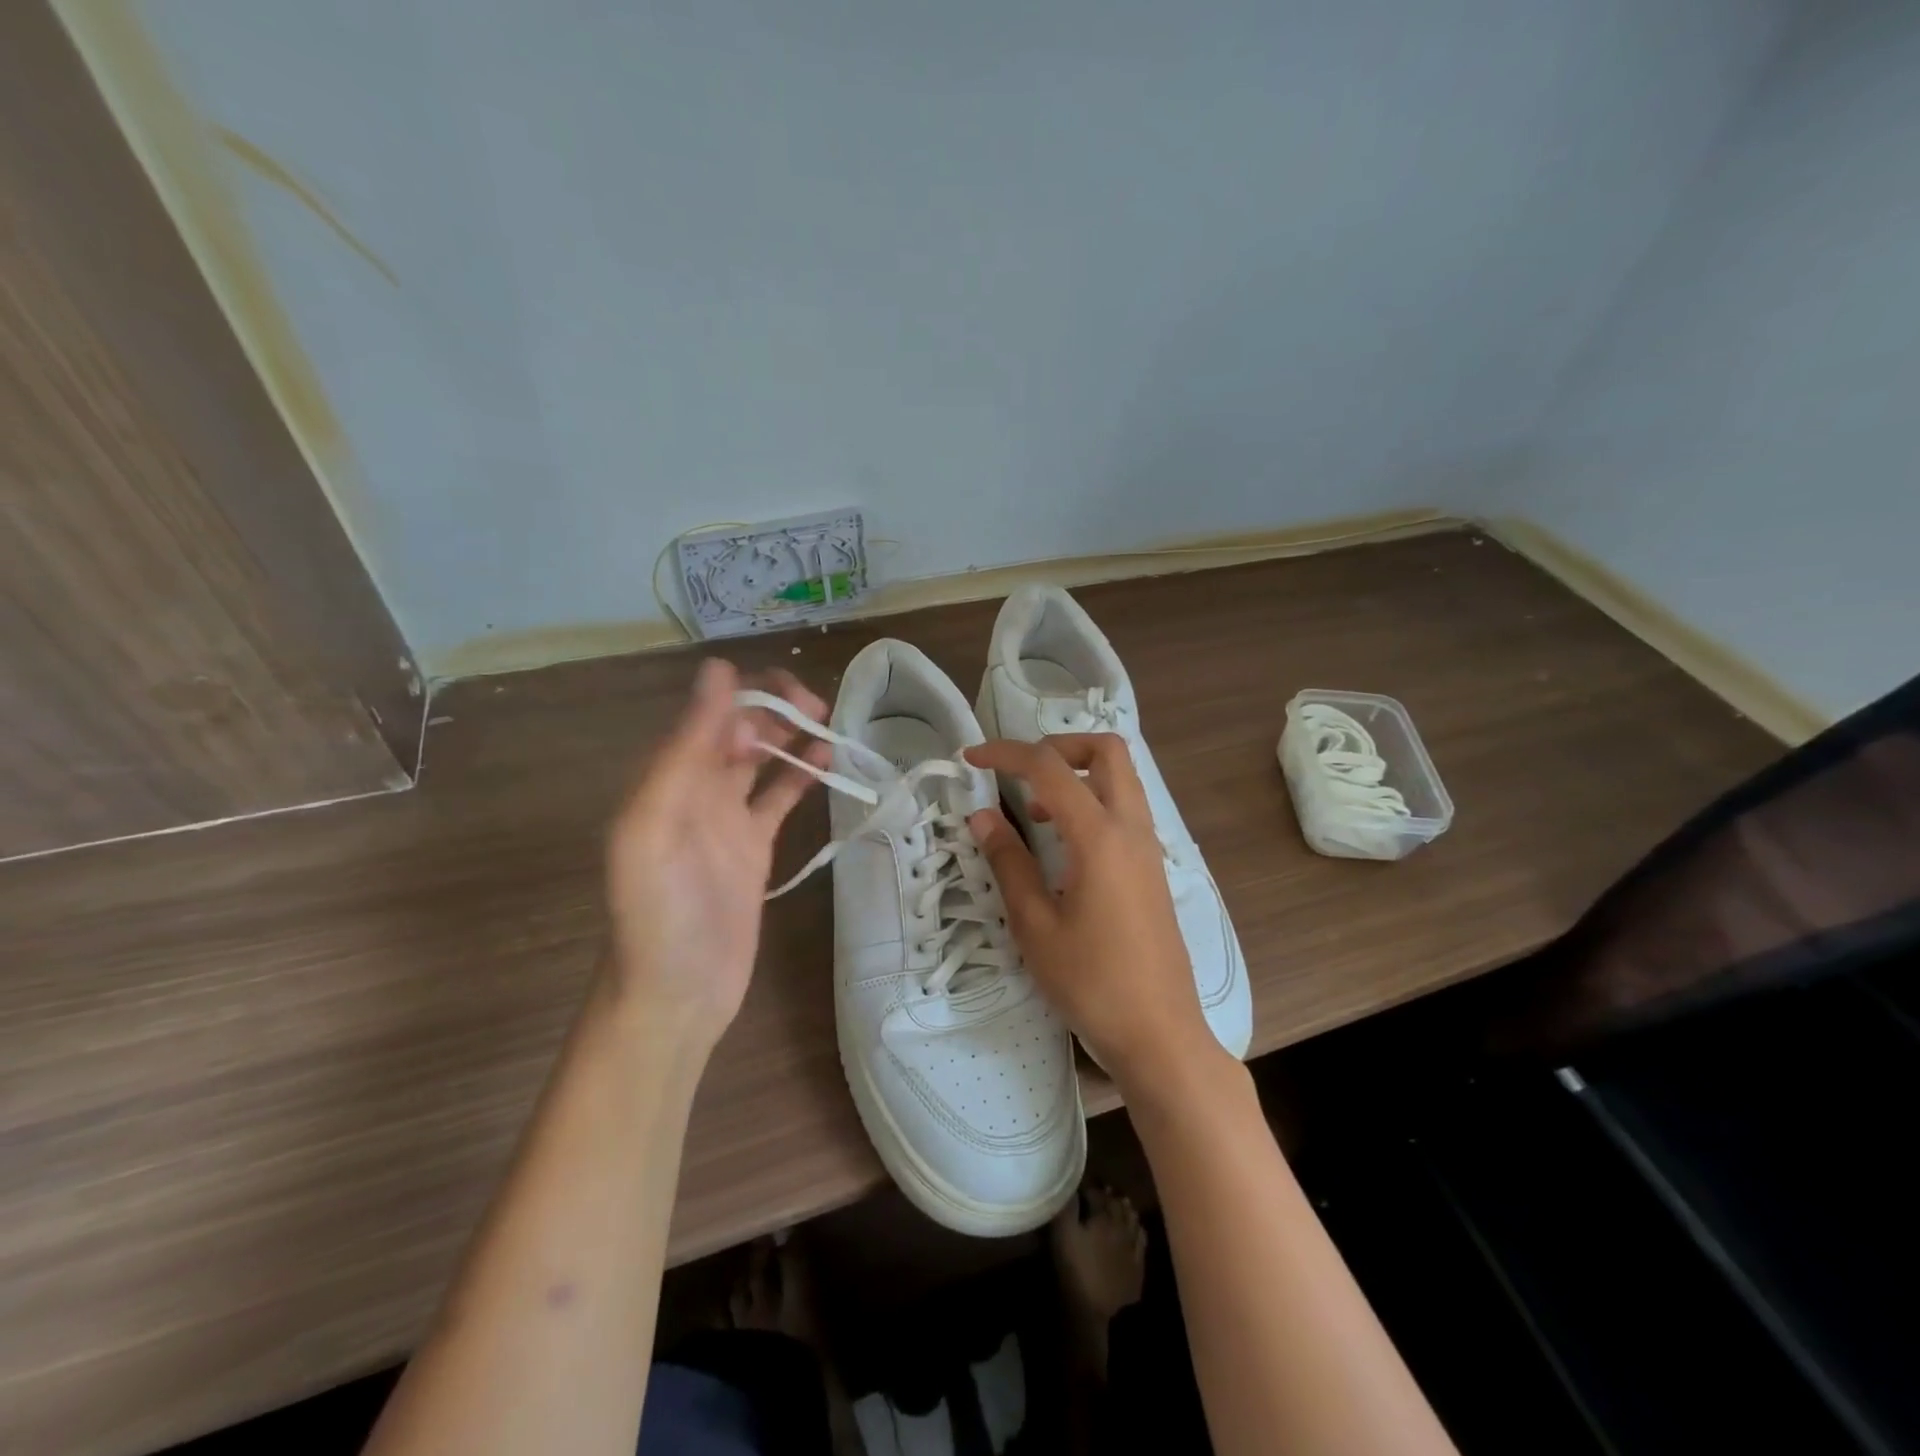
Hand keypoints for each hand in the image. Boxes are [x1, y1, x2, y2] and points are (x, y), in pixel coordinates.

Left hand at [603, 659, 829, 1050]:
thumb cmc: (659, 914)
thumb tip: (717, 672)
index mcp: (666, 776)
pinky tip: (828, 762)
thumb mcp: (654, 826)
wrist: (677, 996)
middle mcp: (694, 789)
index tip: (787, 700)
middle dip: (774, 708)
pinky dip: (801, 776)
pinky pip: (779, 798)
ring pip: (762, 758)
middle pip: (737, 727)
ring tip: (828, 722)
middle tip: (817, 708)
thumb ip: (683, 750)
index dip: (746, 695)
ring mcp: (726, 818)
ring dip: (791, 735)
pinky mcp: (754, 847)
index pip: (708, 712)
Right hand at [963, 734, 1220, 1090]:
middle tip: (1019, 772)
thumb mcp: (1035, 925)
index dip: (1006, 754)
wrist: (1160, 1034)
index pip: (1050, 768)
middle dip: (1058, 745)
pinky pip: (1125, 810)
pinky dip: (1092, 802)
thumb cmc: (1092, 983)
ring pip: (1121, 779)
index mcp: (1100, 837)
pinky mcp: (1152, 869)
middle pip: (1106, 751)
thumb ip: (1009, 863)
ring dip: (1077, 774)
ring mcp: (1148, 848)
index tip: (972, 759)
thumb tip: (983, 816)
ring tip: (1034, 814)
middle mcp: (1131, 829)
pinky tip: (1063, 845)